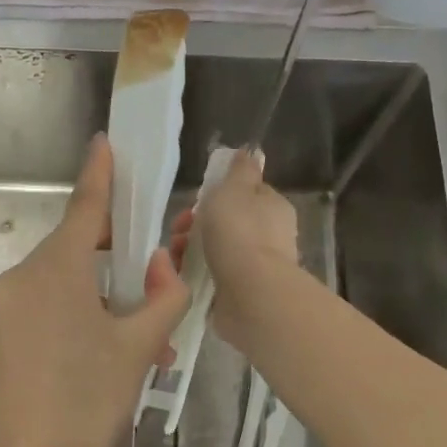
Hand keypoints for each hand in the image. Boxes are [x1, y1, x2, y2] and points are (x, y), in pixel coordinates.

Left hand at [0, 134, 189, 446]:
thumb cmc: (87, 403)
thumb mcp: (138, 349)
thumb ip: (163, 298)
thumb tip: (167, 265)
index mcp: (56, 270)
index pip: (84, 207)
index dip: (100, 173)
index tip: (105, 142)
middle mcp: (22, 276)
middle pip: (76, 246)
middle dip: (117, 255)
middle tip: (155, 278)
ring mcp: (3, 305)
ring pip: (61, 280)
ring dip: (100, 294)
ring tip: (138, 337)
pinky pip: (42, 304)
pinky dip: (75, 312)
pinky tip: (101, 350)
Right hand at [169, 149, 298, 346]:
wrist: (251, 294)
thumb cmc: (240, 233)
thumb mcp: (235, 188)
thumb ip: (240, 170)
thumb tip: (249, 152)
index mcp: (272, 207)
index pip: (245, 193)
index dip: (217, 194)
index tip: (195, 200)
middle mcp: (268, 236)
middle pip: (225, 222)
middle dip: (195, 223)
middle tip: (178, 229)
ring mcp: (255, 266)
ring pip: (214, 249)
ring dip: (189, 248)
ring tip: (174, 254)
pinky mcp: (240, 292)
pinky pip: (210, 276)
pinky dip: (193, 273)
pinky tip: (179, 274)